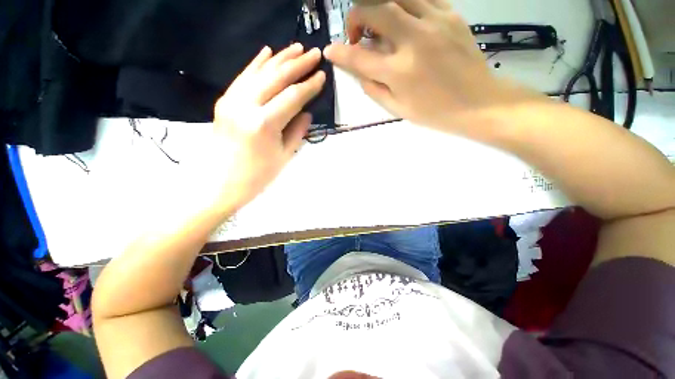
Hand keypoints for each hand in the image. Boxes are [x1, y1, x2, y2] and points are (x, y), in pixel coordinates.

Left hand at [194, 44, 324, 214]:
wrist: (220, 183)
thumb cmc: (257, 176)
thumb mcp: (284, 156)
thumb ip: (297, 131)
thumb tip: (307, 112)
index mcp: (264, 124)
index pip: (292, 97)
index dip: (309, 86)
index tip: (322, 76)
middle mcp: (246, 106)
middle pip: (276, 78)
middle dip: (298, 64)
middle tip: (315, 53)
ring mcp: (231, 101)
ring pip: (259, 72)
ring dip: (280, 58)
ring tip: (296, 48)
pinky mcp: (224, 101)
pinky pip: (242, 77)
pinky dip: (256, 63)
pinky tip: (267, 52)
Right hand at [323, 0, 514, 132]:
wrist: (478, 102)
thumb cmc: (434, 112)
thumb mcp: (397, 109)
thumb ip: (373, 88)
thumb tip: (357, 70)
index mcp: (399, 72)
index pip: (358, 57)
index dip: (339, 53)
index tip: (330, 51)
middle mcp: (414, 41)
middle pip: (375, 10)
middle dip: (356, 17)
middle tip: (357, 34)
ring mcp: (435, 22)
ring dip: (379, 7)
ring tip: (377, 24)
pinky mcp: (451, 14)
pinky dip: (404, 5)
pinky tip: (403, 20)